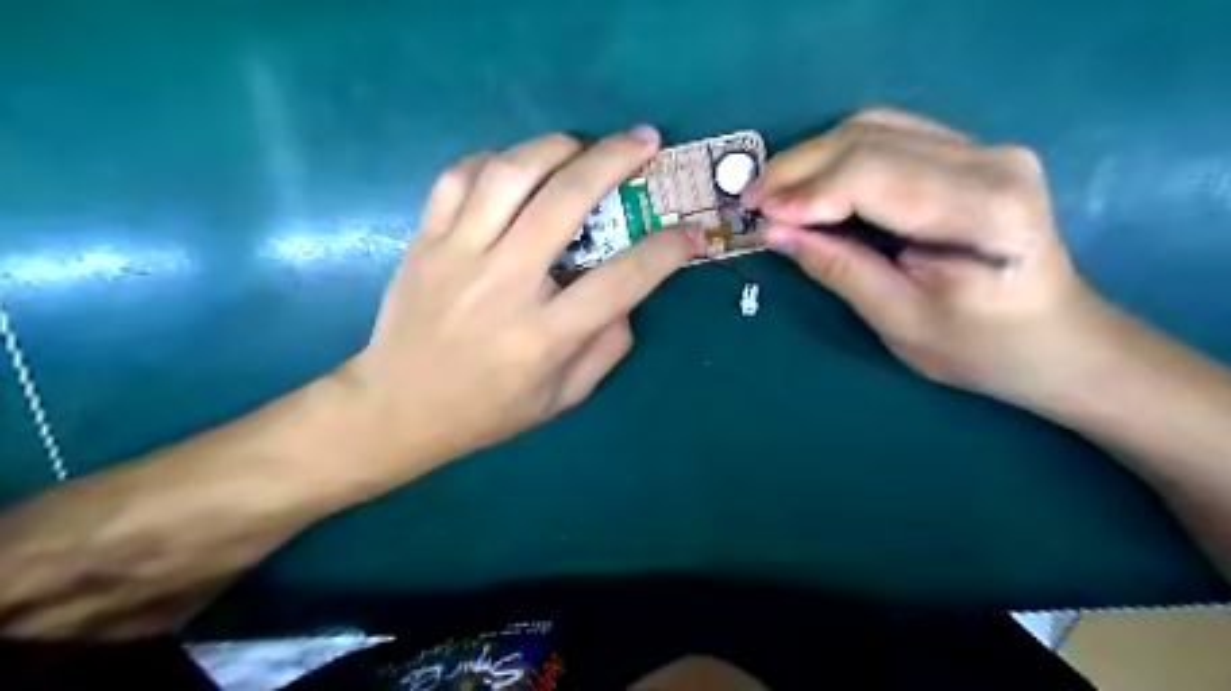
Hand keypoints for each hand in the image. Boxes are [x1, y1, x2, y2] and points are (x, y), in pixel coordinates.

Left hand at [335, 128, 700, 471]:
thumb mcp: (563, 397)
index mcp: (544, 335)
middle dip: (615, 160)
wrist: (397, 408)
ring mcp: (458, 256)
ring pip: (509, 174)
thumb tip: (627, 296)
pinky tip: (515, 168)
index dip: (666, 250)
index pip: (623, 280)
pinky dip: (493, 160)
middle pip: (566, 201)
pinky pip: (458, 178)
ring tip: (581, 145)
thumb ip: (606, 347)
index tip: (689, 232)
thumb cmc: (488, 410)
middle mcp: (504, 285)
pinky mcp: (424, 242)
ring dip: (554, 147)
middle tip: (644, 141)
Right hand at [745, 105, 1101, 402]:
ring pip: (874, 127)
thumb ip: (838, 268)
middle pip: (869, 140)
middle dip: (798, 168)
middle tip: (750, 198)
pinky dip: (839, 154)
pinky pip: (889, 135)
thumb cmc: (979, 347)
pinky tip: (812, 180)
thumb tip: (775, 231)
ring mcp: (984, 148)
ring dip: (813, 156)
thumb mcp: (900, 320)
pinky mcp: (971, 152)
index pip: (873, 176)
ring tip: (773, 190)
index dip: (807, 191)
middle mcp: (990, 160)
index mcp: (983, 210)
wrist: (1055, 339)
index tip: (757, 213)